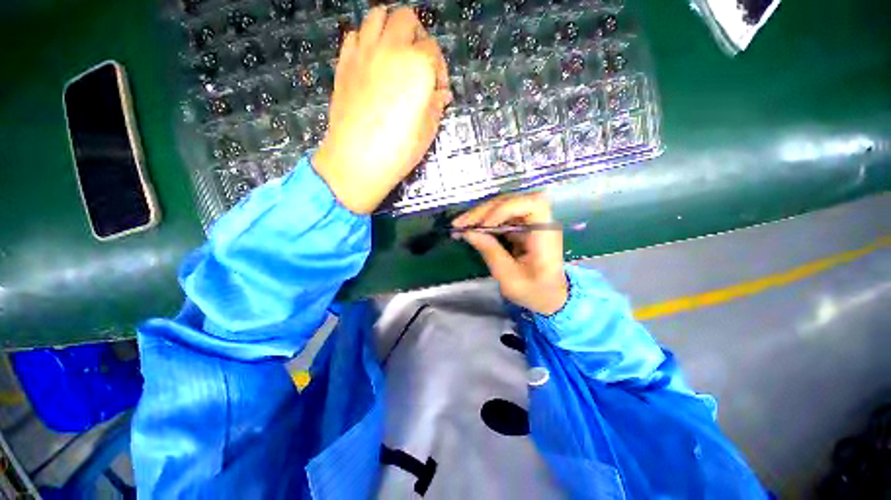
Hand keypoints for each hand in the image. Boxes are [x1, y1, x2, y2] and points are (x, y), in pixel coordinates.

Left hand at [313, 7, 451, 213]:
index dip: (440, 70)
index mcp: (417, 66)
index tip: (438, 91)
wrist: (358, 159)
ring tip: (395, 53)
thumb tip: (440, 94)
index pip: (434, 51)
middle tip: (419, 63)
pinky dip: (366, 40)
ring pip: (377, 16)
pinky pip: (355, 35)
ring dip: (390, 28)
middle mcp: (391, 49)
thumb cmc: (399, 149)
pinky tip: (372, 61)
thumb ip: (436, 105)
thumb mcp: (428, 130)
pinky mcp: (344, 63)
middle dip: (418, 37)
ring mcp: (364, 52)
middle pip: (406, 19)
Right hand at [453, 193, 568, 314]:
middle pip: (512, 201)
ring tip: (460, 224)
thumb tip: (468, 232)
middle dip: (484, 211)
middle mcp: (540, 222)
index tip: (485, 225)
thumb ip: (490, 252)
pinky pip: (501, 216)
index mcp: (546, 235)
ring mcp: (530, 222)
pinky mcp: (521, 227)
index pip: (532, 204)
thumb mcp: (510, 277)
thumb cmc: (534, 291)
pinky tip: (469, 227)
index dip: (506, 208)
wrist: (549, 296)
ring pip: (503, 206)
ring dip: (480, 214)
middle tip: (460, 223)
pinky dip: (484, 220)